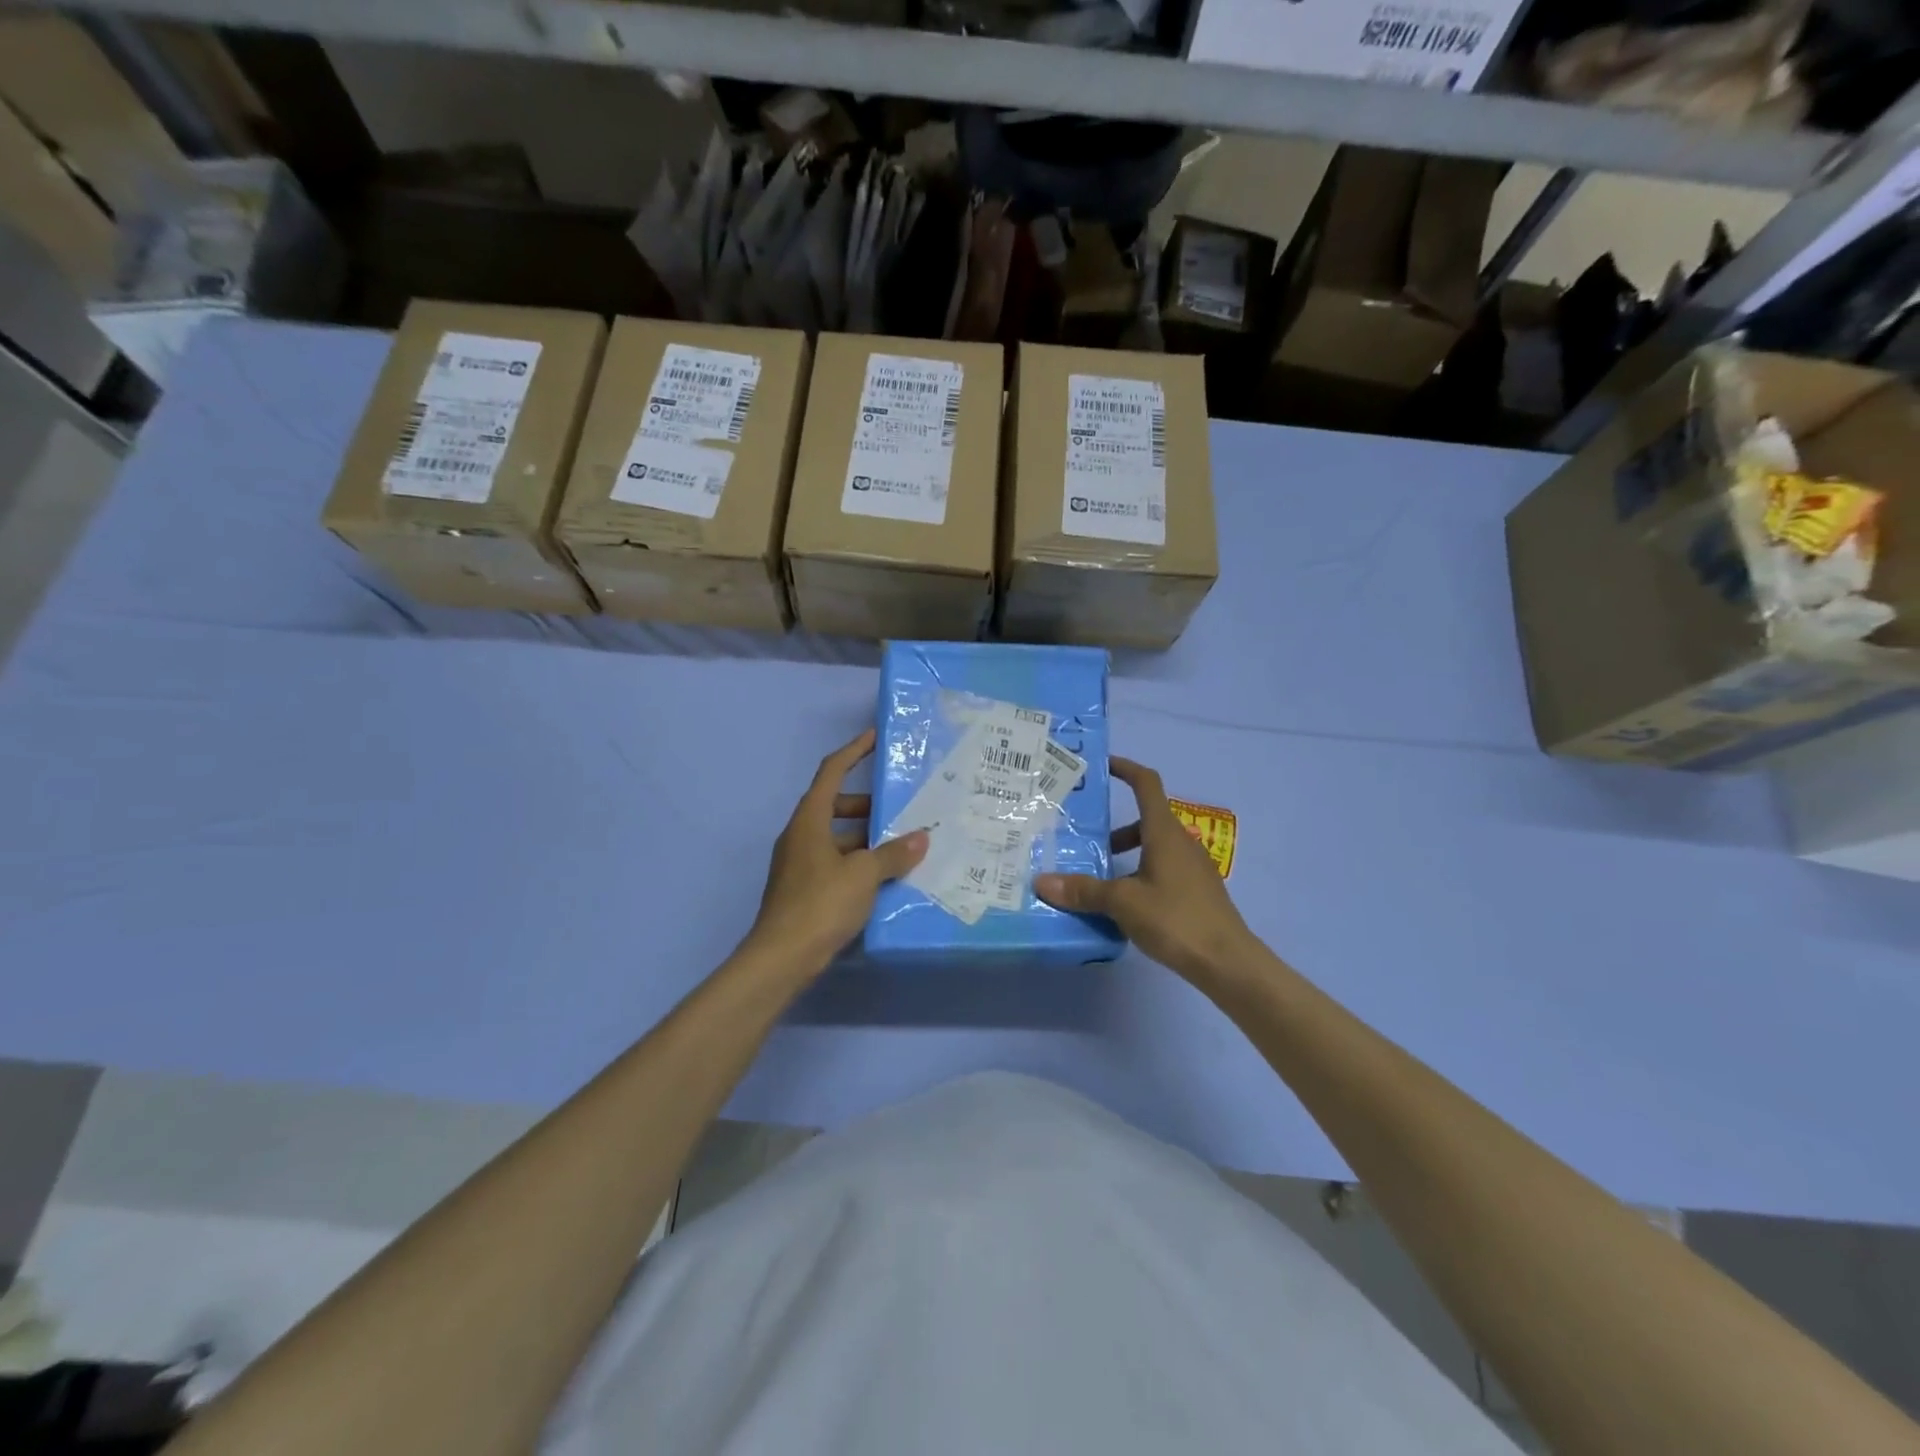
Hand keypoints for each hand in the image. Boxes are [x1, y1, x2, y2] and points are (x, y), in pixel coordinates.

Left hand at [745, 728, 927, 973]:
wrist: (781, 958)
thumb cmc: (821, 904)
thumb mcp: (864, 875)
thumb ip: (894, 854)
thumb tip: (921, 838)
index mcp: (809, 820)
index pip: (832, 772)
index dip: (854, 751)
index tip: (876, 738)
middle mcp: (800, 835)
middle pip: (835, 805)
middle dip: (867, 804)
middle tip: (900, 809)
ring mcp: (799, 864)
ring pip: (837, 837)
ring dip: (866, 838)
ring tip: (901, 846)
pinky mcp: (803, 889)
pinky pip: (835, 863)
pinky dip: (858, 863)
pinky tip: (884, 878)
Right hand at [1034, 758, 1256, 984]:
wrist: (1228, 963)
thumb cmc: (1175, 919)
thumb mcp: (1123, 903)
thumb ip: (1083, 890)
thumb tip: (1041, 882)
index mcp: (1164, 832)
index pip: (1146, 783)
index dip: (1125, 768)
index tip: (1101, 766)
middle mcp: (1181, 842)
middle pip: (1145, 820)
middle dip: (1113, 828)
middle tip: (1083, 839)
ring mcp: (1193, 868)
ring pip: (1153, 848)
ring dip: (1126, 855)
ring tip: (1097, 878)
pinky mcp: (1197, 892)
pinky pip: (1162, 871)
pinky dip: (1139, 875)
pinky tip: (1123, 905)